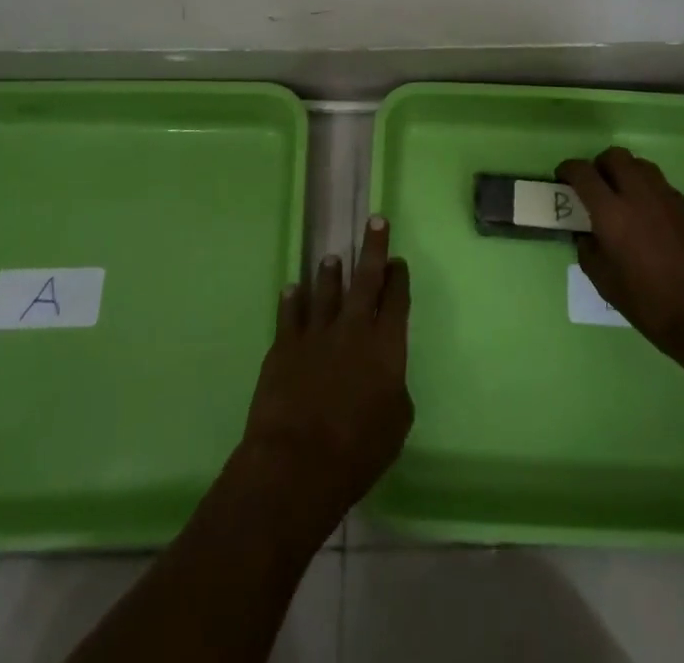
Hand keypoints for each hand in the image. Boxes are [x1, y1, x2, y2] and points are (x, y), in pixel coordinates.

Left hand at [236, 215, 412, 533]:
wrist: (297, 462)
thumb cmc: (357, 451)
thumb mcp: (396, 425)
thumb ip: (394, 391)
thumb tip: (385, 377)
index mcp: (386, 346)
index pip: (396, 300)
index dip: (399, 278)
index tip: (398, 261)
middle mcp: (353, 329)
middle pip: (366, 280)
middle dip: (373, 249)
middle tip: (375, 221)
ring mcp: (316, 334)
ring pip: (326, 292)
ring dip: (330, 274)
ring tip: (332, 258)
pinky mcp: (284, 346)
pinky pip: (289, 314)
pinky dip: (292, 299)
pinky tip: (292, 289)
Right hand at [559, 147, 683, 387]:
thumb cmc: (650, 305)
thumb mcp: (605, 283)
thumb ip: (589, 250)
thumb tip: (586, 234)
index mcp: (612, 213)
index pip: (583, 173)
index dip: (568, 170)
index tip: (563, 178)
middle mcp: (639, 195)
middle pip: (615, 156)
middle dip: (599, 165)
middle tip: (594, 186)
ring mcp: (667, 198)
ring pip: (641, 165)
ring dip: (625, 173)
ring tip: (622, 198)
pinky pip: (661, 186)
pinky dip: (648, 191)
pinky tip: (649, 218)